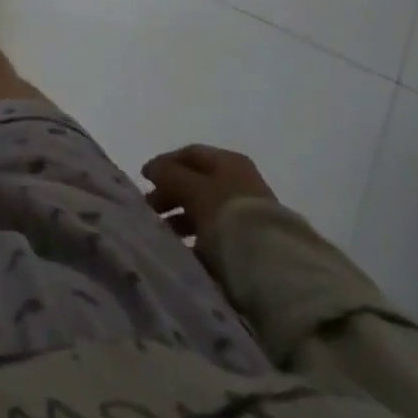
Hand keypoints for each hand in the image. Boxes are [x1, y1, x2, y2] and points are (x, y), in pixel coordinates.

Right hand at [142, 144, 274, 240]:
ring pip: (205, 209)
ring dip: (182, 218)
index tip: (144, 179)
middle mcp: (240, 181)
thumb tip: (152, 169)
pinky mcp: (251, 241)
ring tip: (164, 233)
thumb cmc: (227, 214)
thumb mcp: (191, 188)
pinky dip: (198, 238)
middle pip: (196, 182)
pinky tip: (186, 250)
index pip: (190, 154)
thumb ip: (168, 174)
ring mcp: (247, 212)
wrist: (273, 264)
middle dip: (171, 194)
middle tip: (150, 209)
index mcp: (229, 162)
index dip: (164, 163)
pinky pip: (217, 233)